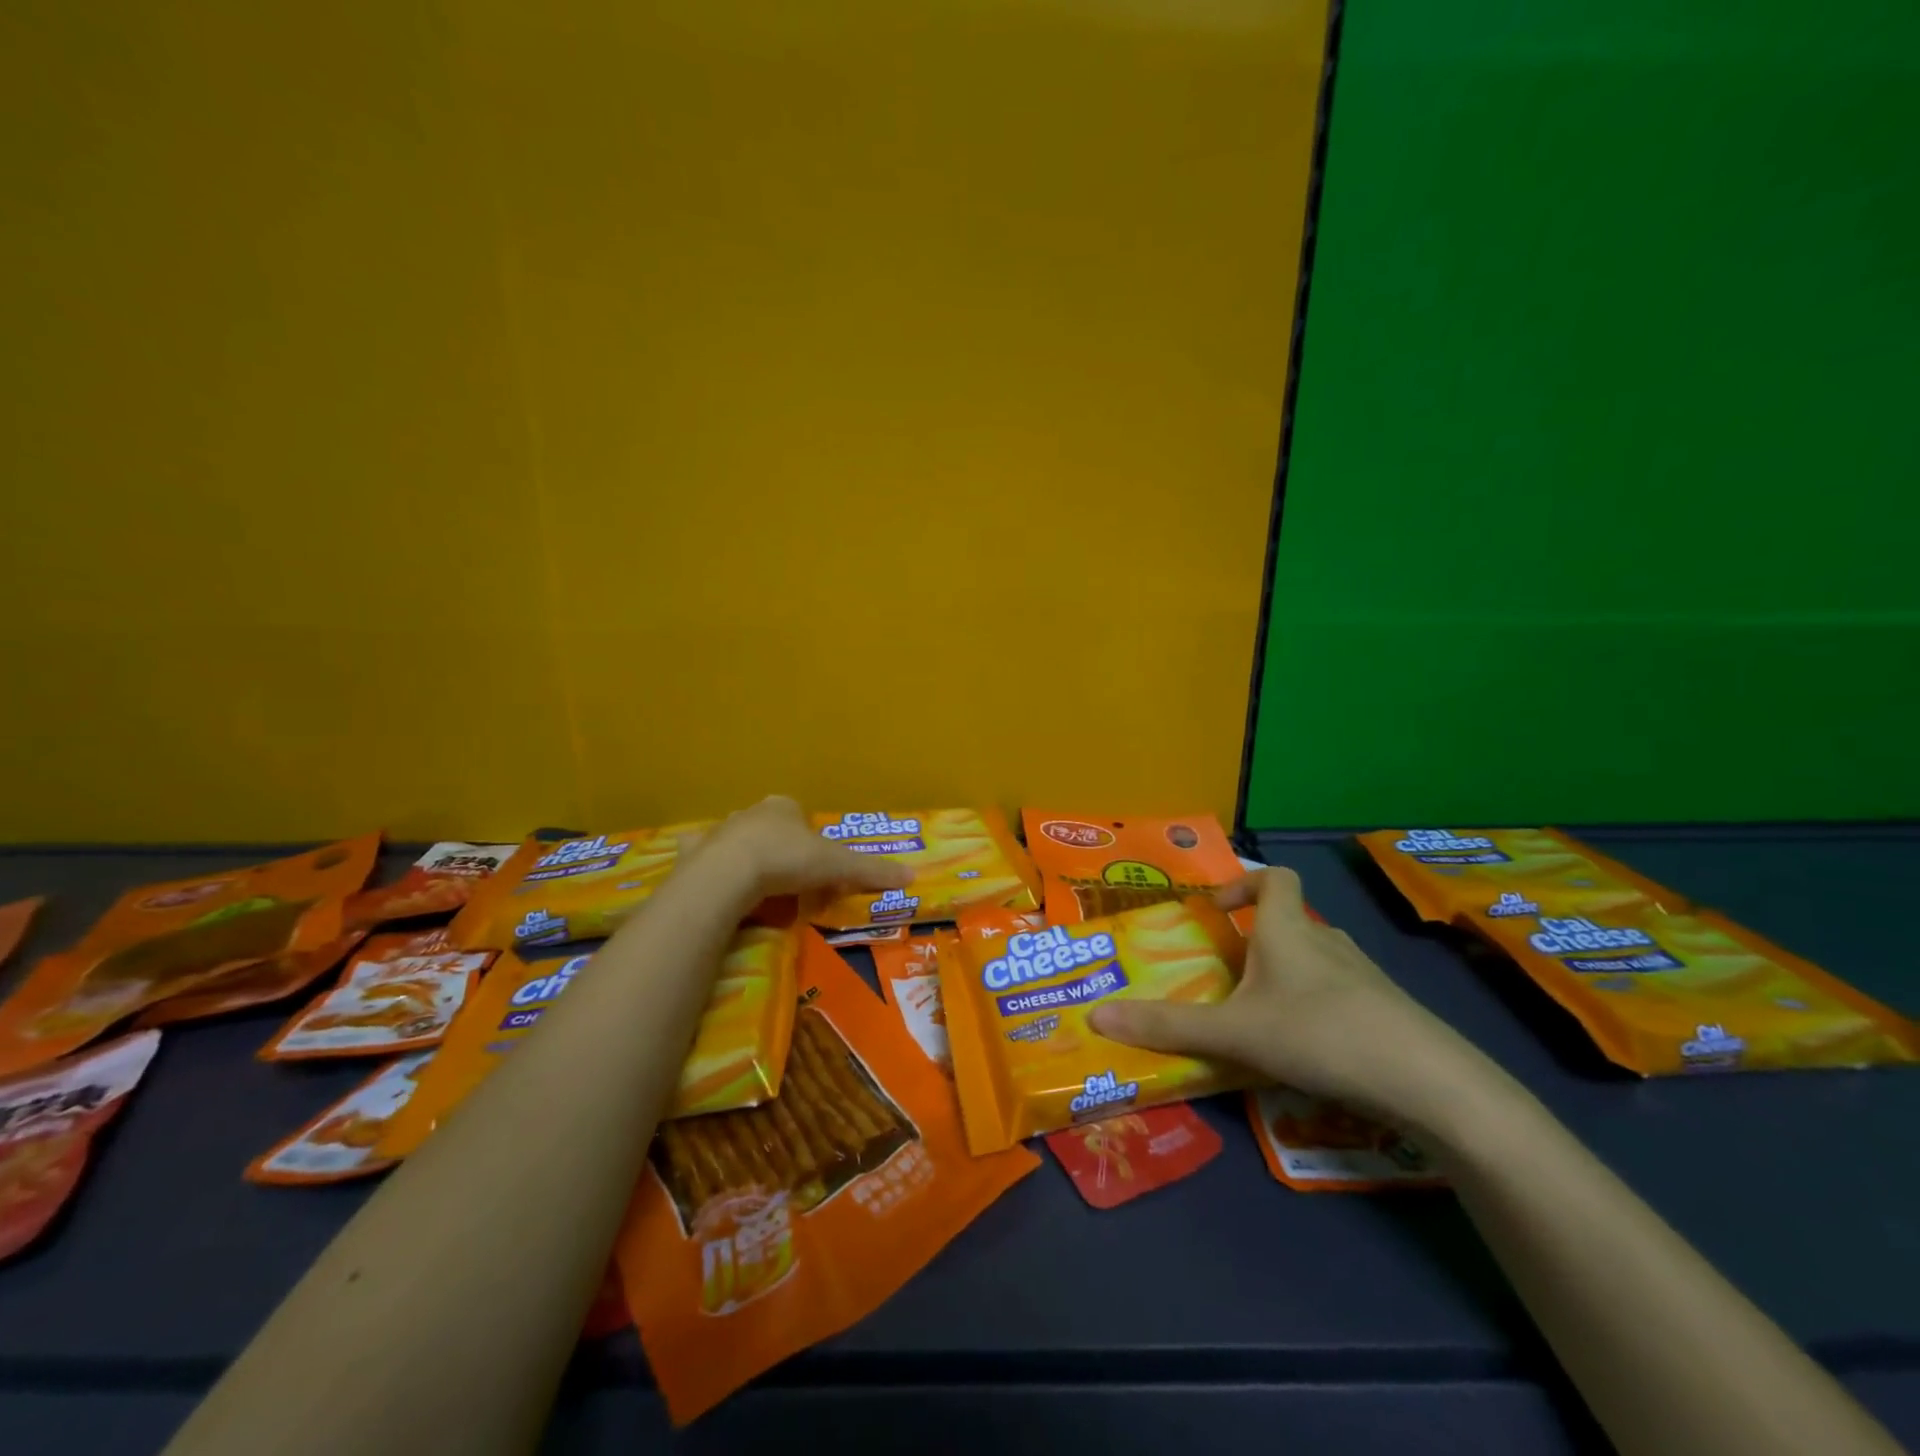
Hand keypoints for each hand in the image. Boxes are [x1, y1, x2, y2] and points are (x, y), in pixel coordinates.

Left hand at [693, 796, 915, 899]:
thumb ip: (870, 870)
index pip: (800, 815)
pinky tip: (718, 889)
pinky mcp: (695, 855)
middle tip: (788, 879)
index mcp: (784, 807)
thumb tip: (912, 875)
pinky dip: (712, 870)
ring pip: (737, 842)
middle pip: (769, 827)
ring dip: (746, 858)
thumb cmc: (786, 860)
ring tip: (757, 889)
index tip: (815, 864)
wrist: (727, 875)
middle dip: (778, 847)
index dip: (810, 838)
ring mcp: (720, 832)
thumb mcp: (836, 866)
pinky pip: (705, 860)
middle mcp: (751, 813)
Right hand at [1087, 867, 1501, 1126]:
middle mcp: (1326, 941)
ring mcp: (1363, 975)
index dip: (1245, 884)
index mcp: (1288, 931)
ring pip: (1315, 960)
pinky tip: (1307, 1049)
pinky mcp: (1387, 1010)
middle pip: (1289, 922)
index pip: (1274, 878)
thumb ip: (1167, 1026)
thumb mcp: (1234, 1033)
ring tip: (1260, 1015)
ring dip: (1286, 975)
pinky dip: (1317, 1006)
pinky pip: (1341, 992)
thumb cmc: (1319, 1034)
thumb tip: (1096, 1015)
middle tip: (1226, 976)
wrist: (1428, 1081)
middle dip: (1255, 942)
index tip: (1218, 912)